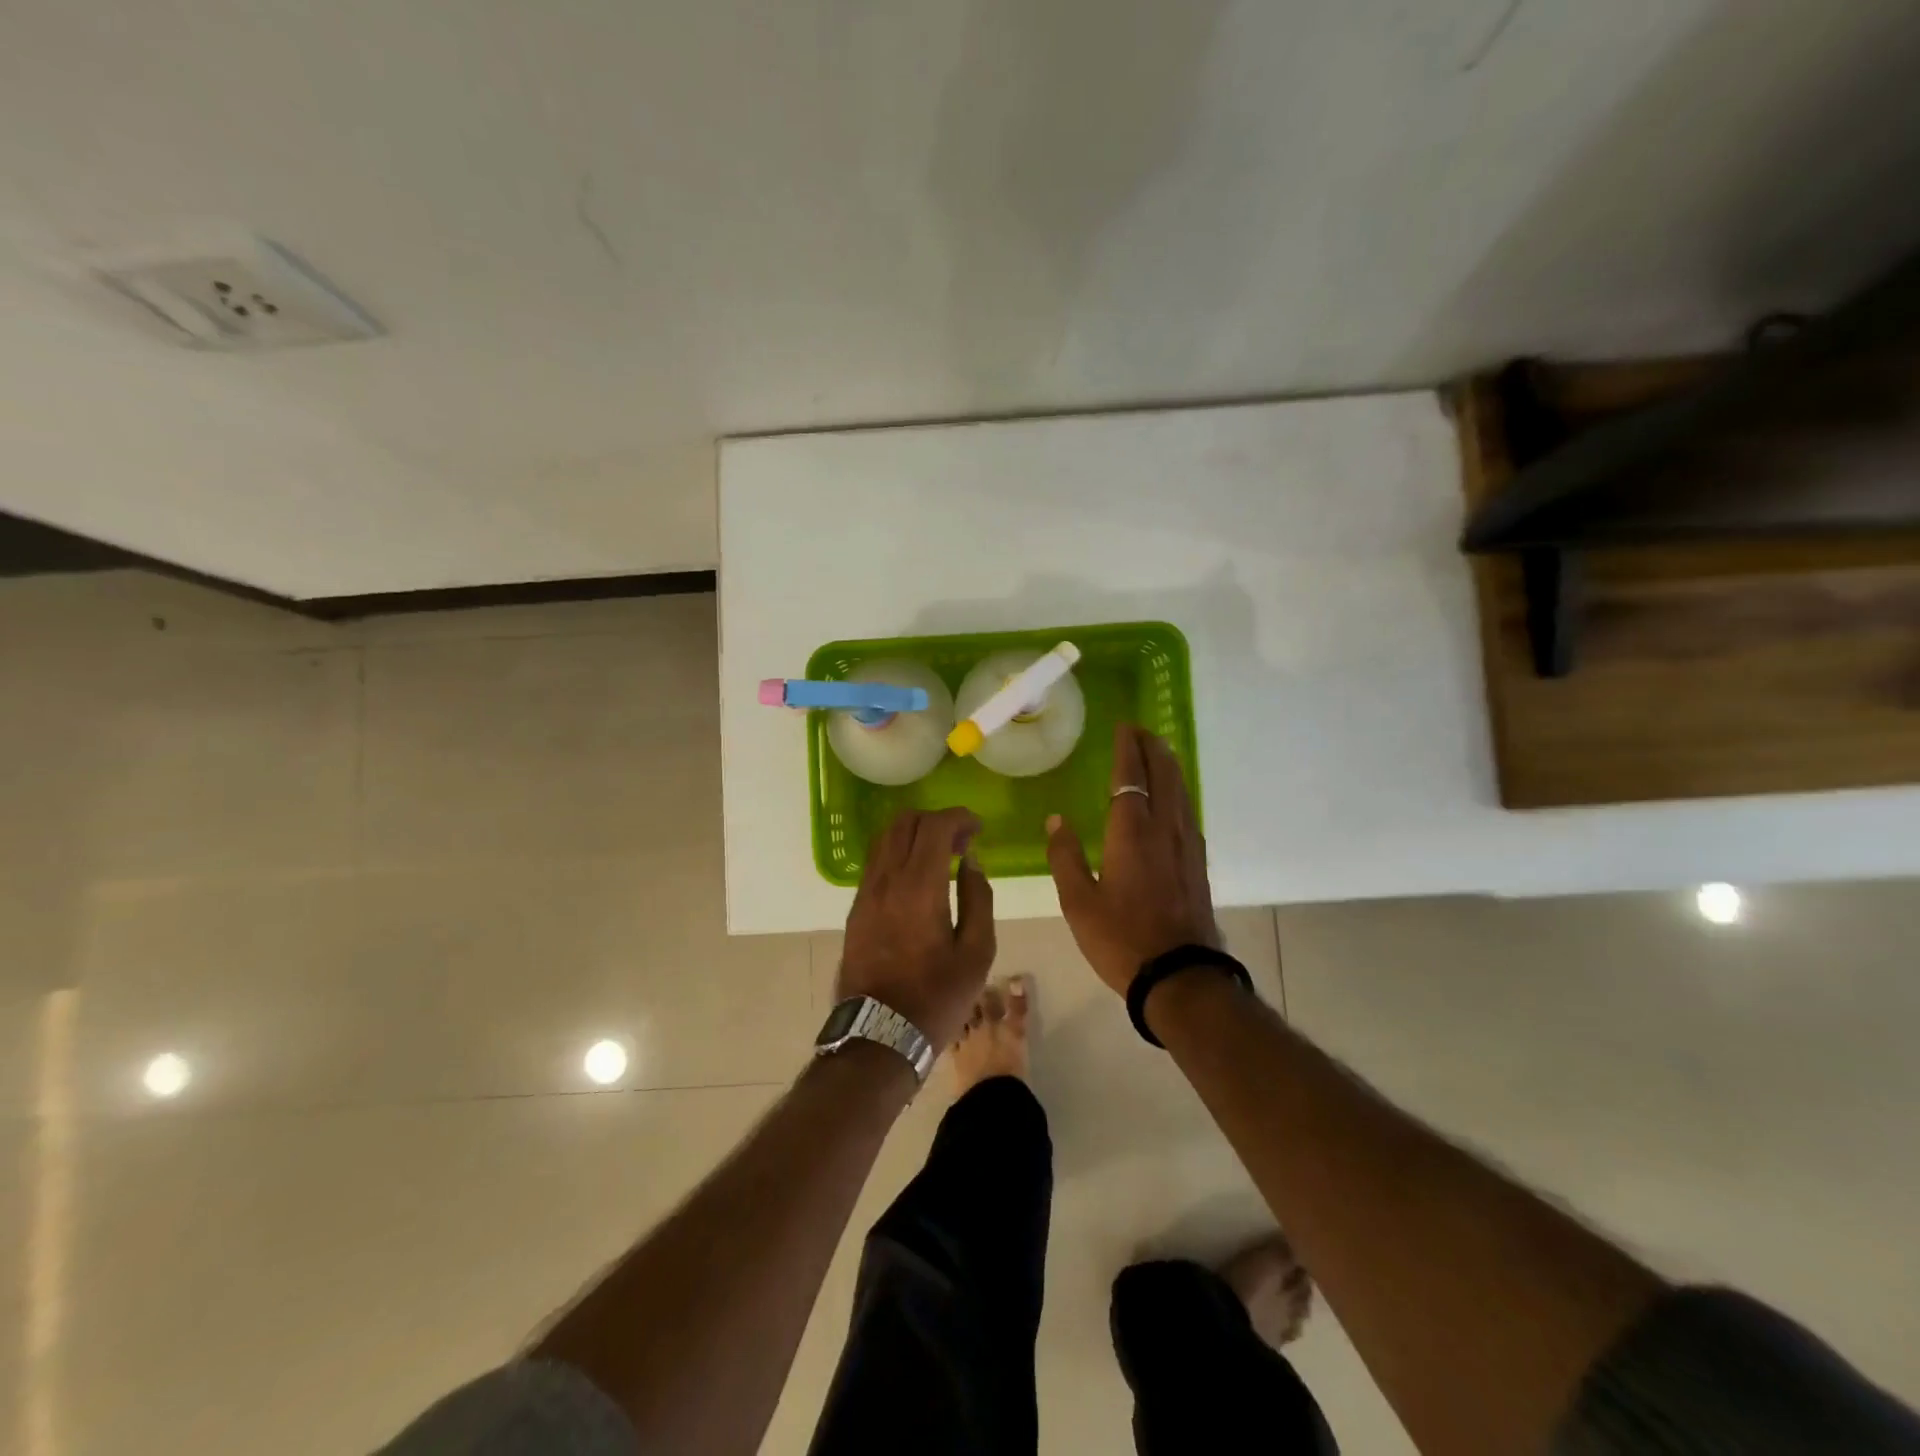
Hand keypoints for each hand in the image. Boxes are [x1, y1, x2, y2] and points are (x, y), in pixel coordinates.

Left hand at [838, 807, 995, 1047]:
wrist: (879, 1035)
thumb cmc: (937, 997)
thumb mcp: (976, 953)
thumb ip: (978, 898)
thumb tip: (970, 862)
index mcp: (919, 887)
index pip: (934, 827)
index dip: (959, 817)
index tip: (978, 828)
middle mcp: (886, 880)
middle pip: (904, 823)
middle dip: (936, 820)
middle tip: (961, 841)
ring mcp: (865, 894)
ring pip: (885, 839)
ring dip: (914, 835)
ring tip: (941, 857)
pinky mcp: (856, 910)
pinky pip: (876, 863)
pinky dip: (898, 854)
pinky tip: (918, 878)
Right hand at [1046, 723, 1219, 997]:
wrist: (1180, 976)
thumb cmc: (1120, 939)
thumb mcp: (1078, 902)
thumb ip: (1066, 856)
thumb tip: (1056, 820)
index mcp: (1131, 833)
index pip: (1130, 777)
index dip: (1127, 749)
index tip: (1124, 727)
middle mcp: (1164, 829)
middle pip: (1163, 776)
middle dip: (1153, 749)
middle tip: (1141, 731)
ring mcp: (1187, 846)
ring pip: (1181, 792)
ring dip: (1169, 766)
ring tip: (1159, 752)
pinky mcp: (1198, 864)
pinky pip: (1188, 812)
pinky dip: (1179, 792)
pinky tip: (1175, 798)